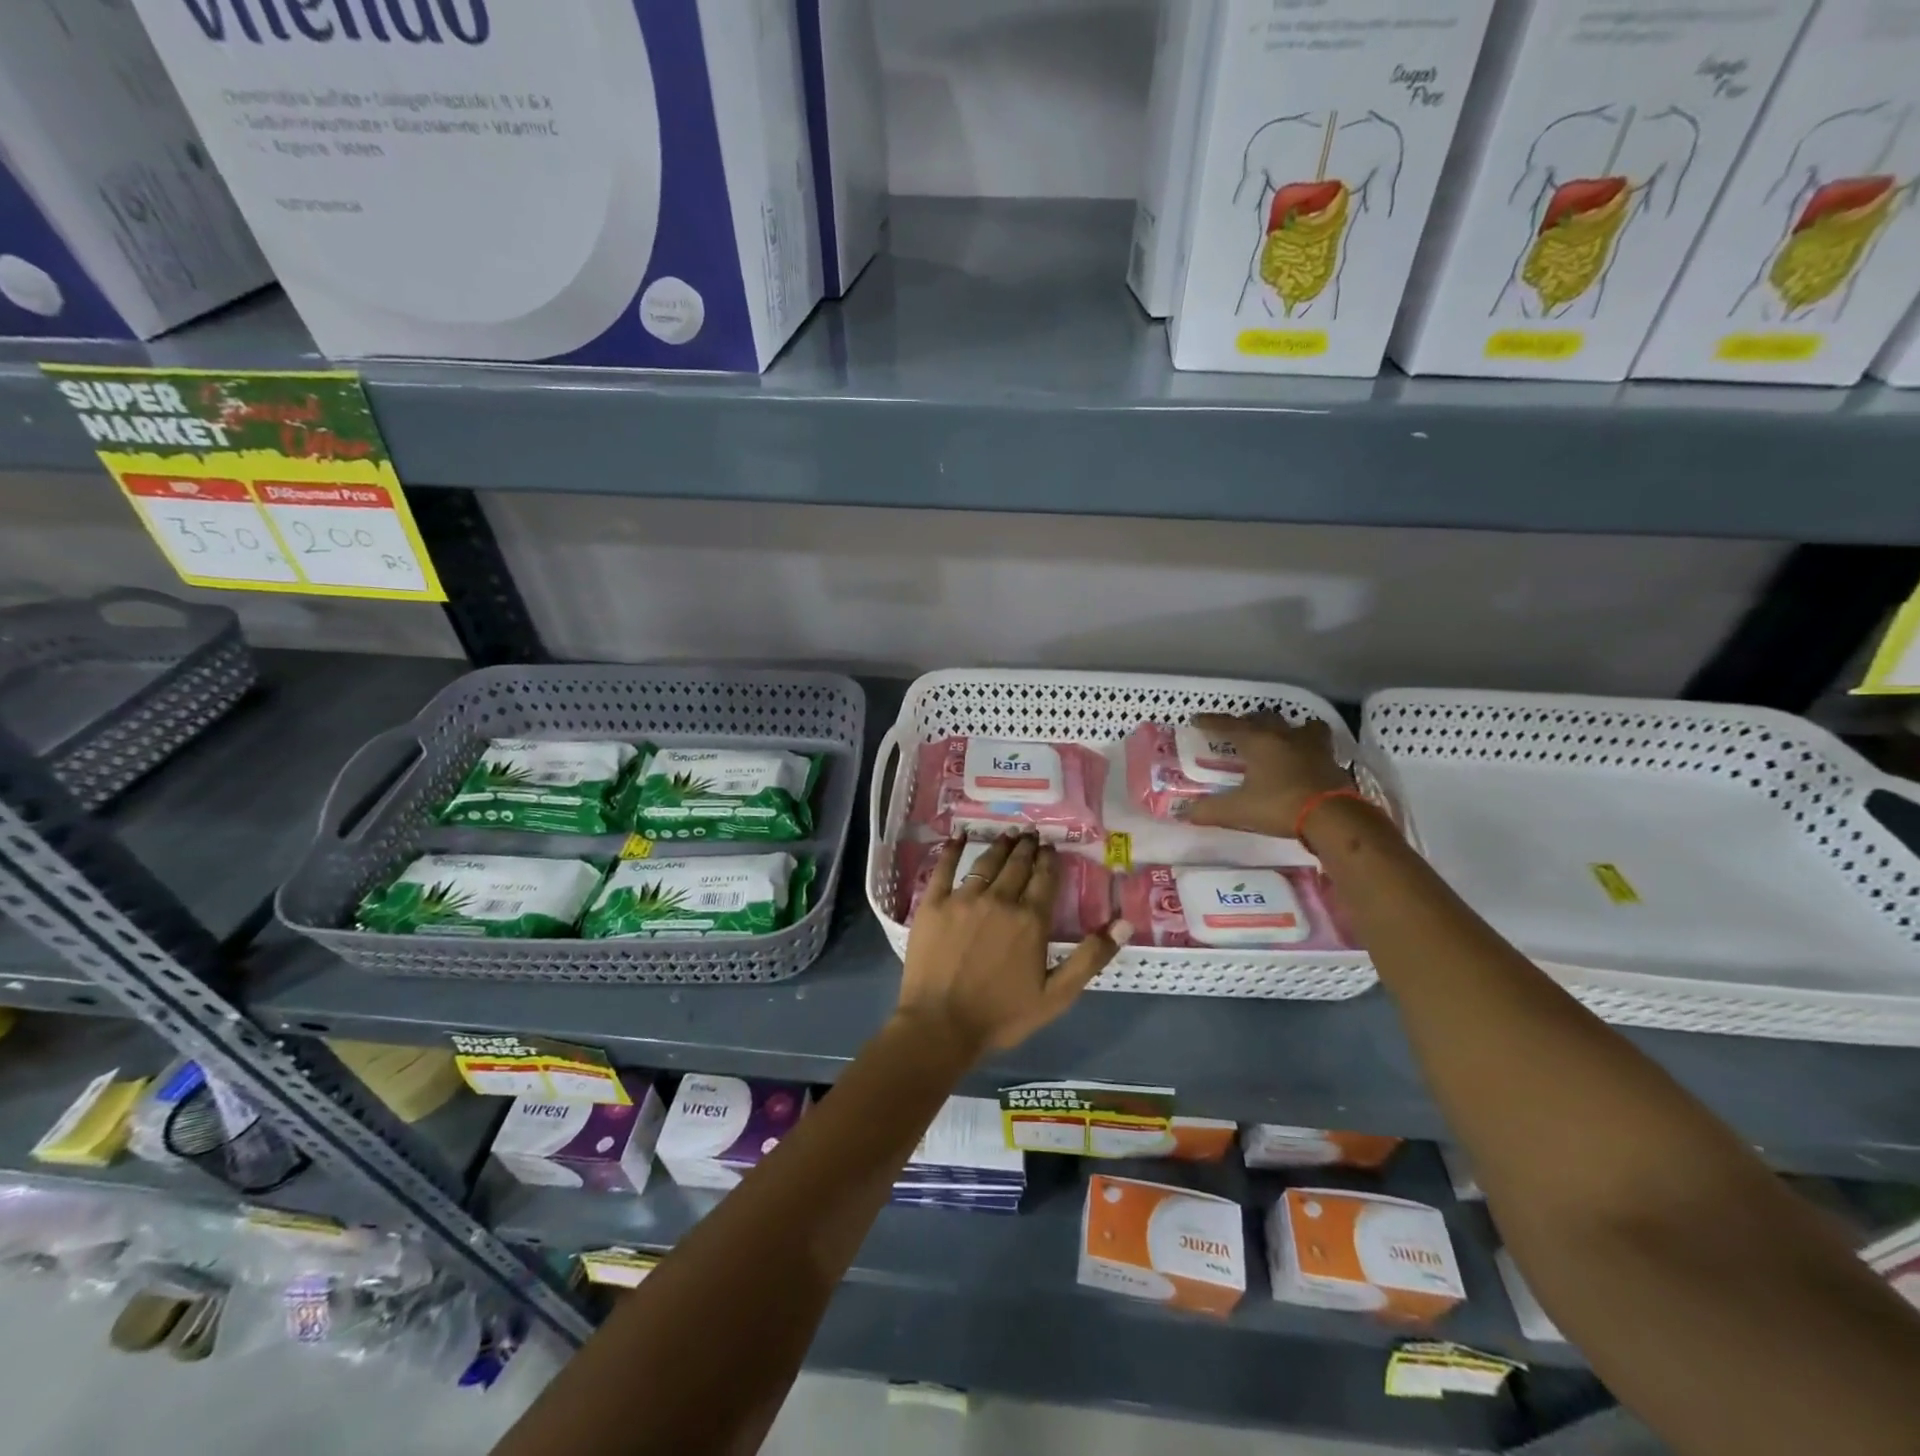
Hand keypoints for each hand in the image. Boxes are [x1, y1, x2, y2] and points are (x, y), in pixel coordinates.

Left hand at [896, 833, 1130, 1057]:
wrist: (940, 1026)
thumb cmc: (1002, 1015)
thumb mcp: (1057, 995)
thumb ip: (1090, 957)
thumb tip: (1124, 923)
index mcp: (1030, 920)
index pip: (1045, 879)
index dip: (1049, 861)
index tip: (1051, 848)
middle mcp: (999, 900)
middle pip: (1016, 865)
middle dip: (1027, 848)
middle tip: (1031, 834)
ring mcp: (963, 899)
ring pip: (986, 863)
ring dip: (1000, 846)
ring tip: (1008, 834)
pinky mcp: (933, 904)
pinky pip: (943, 867)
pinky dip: (952, 848)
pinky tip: (958, 835)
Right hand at [1185, 713, 1355, 838]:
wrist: (1332, 817)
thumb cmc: (1279, 806)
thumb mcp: (1238, 811)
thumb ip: (1210, 810)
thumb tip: (1186, 813)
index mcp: (1258, 742)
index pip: (1229, 725)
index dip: (1211, 722)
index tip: (1197, 719)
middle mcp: (1284, 736)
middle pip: (1264, 718)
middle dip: (1249, 721)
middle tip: (1240, 730)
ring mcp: (1312, 746)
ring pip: (1299, 725)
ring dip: (1287, 728)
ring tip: (1281, 737)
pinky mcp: (1331, 760)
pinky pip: (1319, 744)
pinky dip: (1310, 746)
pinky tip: (1306, 757)